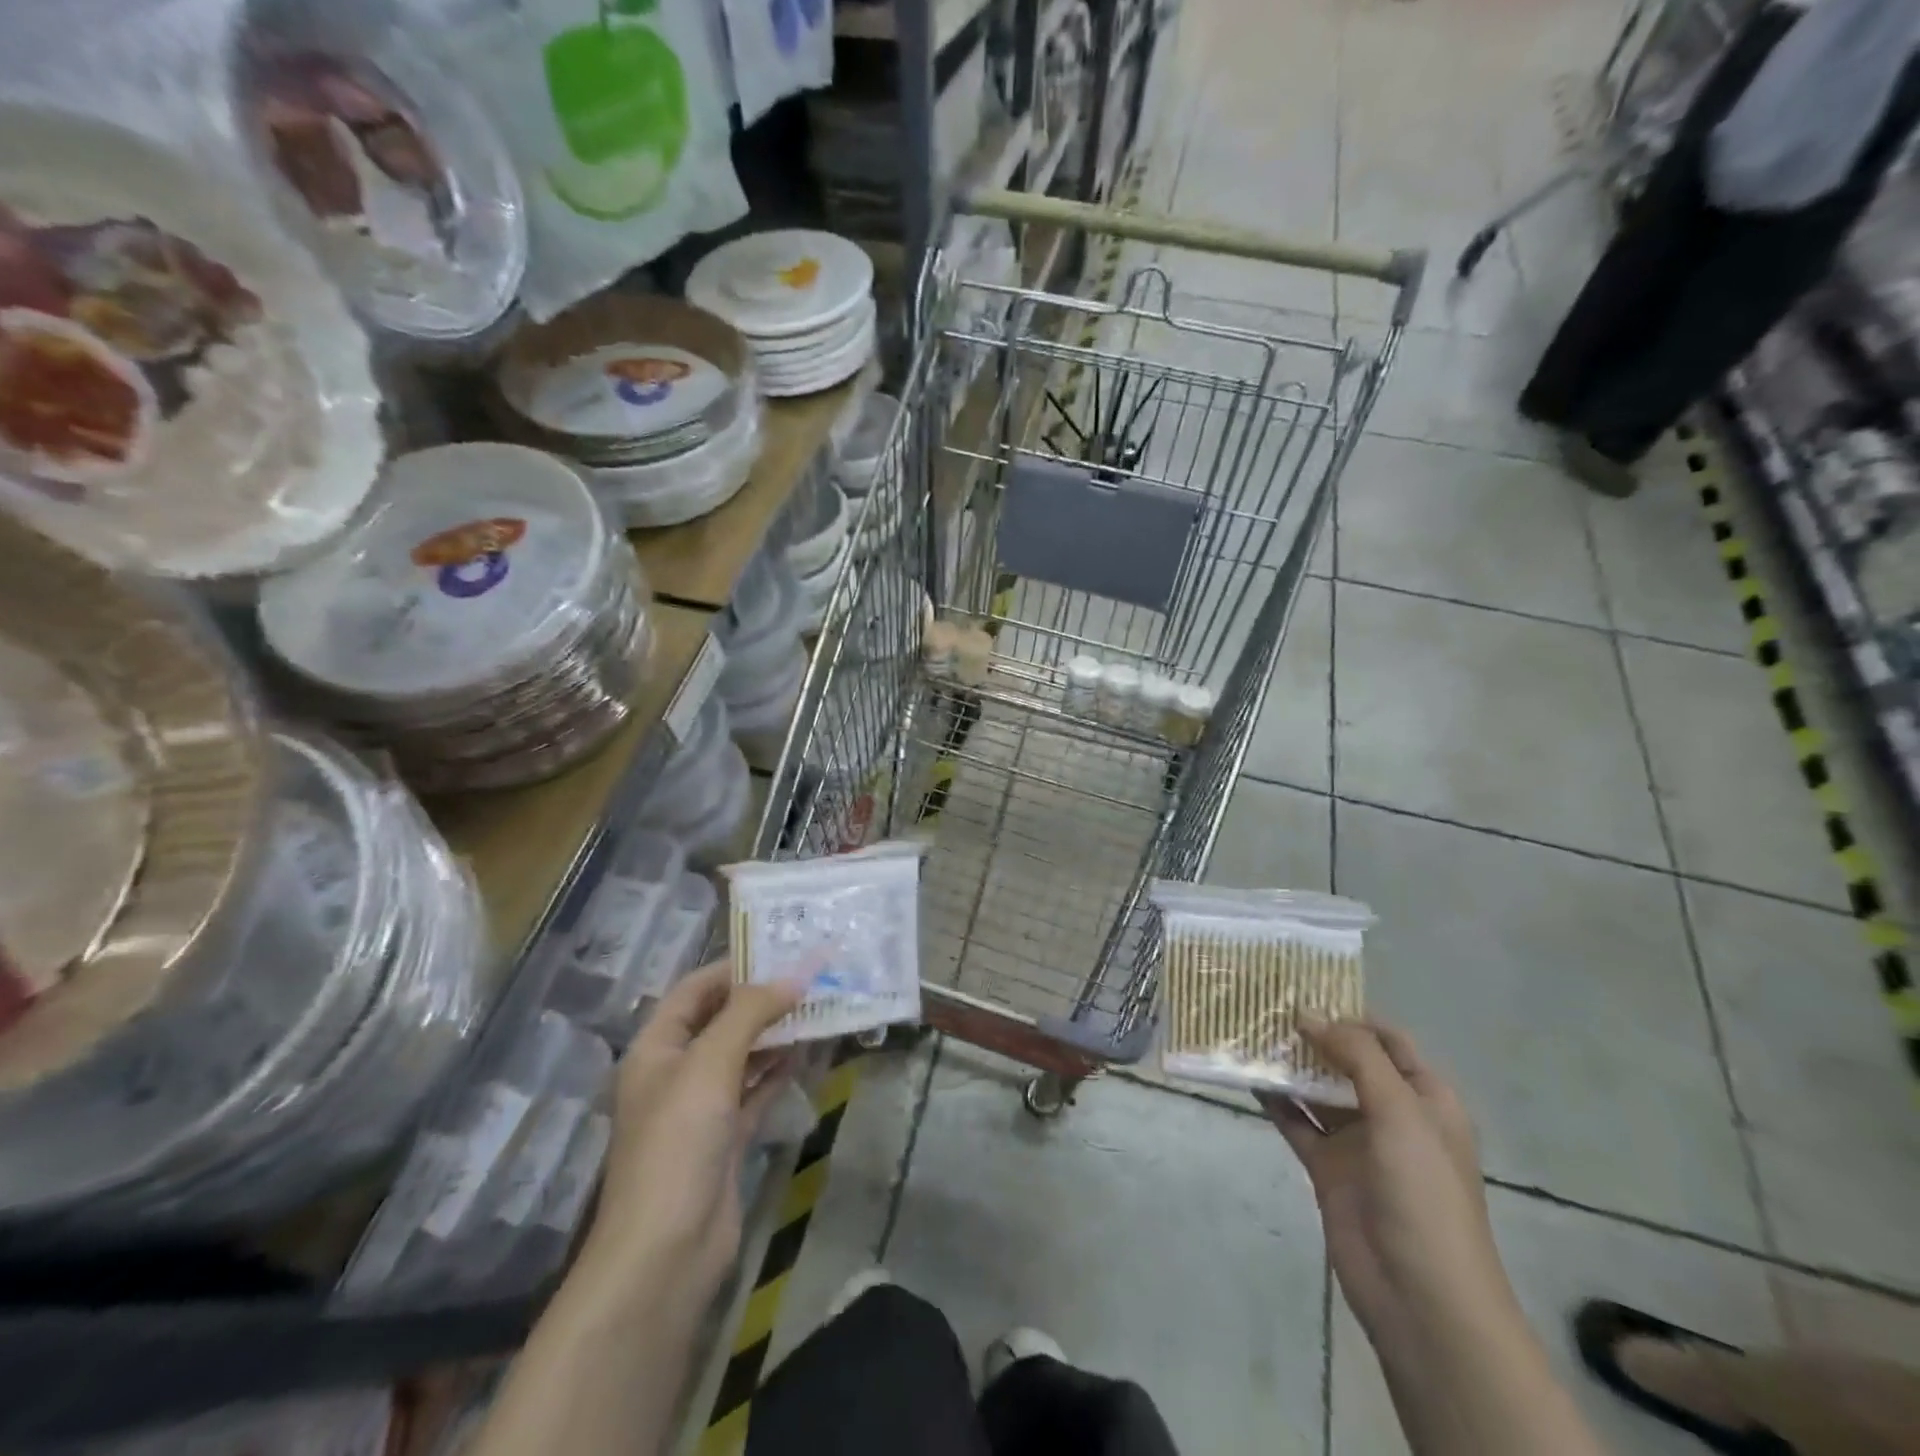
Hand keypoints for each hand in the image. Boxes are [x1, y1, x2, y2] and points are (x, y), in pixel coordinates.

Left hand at [579, 962, 802, 1305]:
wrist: (666, 1252)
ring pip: (743, 1055)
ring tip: (820, 1006)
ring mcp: (701, 1107)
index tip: (781, 949)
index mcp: (656, 1048)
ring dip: (776, 1032)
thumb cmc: (677, 1142)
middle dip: (763, 998)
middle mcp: (676, 1072)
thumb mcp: (711, 1064)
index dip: (735, 967)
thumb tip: (798, 973)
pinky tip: (809, 1052)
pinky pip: (756, 1090)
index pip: (695, 990)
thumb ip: (752, 1012)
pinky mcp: (725, 1137)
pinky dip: (779, 1070)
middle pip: (722, 1020)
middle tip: (811, 975)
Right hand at [1261, 1020, 1512, 1339]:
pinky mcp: (1327, 1168)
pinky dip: (1275, 1101)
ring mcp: (1358, 1143)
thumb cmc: (1423, 1193)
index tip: (1303, 990)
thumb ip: (1355, 1056)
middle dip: (1313, 1035)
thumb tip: (1307, 1013)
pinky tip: (1246, 1077)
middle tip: (1265, 1006)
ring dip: (1290, 1065)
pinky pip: (1297, 1123)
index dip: (1350, 1014)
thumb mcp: (1400, 1112)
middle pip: (1348, 1061)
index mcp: (1425, 1098)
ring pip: (1318, 1090)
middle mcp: (1392, 1114)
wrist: (1420, 1296)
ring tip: (1248, 1033)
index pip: (1387, 1040)